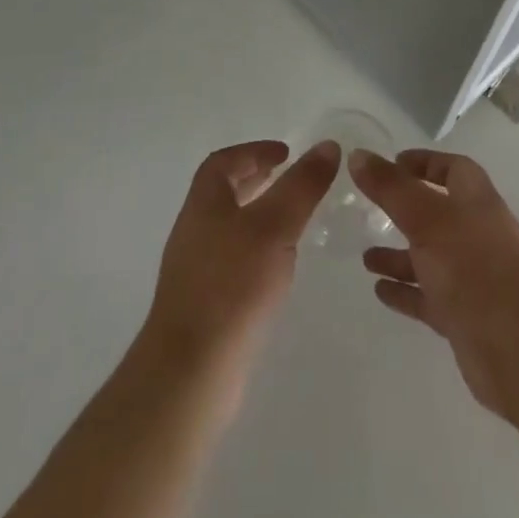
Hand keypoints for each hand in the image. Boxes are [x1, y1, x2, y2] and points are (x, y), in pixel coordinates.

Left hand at [143, 139, 340, 377]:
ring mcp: (196, 271)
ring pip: (229, 228)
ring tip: (292, 221)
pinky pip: (233, 262)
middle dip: (255, 181)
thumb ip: (302, 185)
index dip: (253, 151)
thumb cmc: (231, 286)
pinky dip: (256, 252)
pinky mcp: (205, 306)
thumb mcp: (275, 226)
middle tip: (289, 180)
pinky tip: (278, 269)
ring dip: (258, 216)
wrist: (190, 372)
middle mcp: (194, 231)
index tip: (285, 153)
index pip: (222, 162)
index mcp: (204, 203)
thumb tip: (328, 145)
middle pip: (223, 193)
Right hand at [349, 148, 518, 421]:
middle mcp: (476, 233)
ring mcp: (473, 276)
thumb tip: (358, 154)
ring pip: (430, 257)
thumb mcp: (427, 219)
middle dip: (405, 210)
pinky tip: (379, 291)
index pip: (452, 168)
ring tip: (365, 257)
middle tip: (369, 209)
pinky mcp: (466, 316)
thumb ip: (391, 188)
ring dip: (400, 255)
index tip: (392, 163)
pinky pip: (429, 296)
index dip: (424, 163)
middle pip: (437, 212)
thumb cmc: (475, 269)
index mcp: (476, 200)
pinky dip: (405, 291)